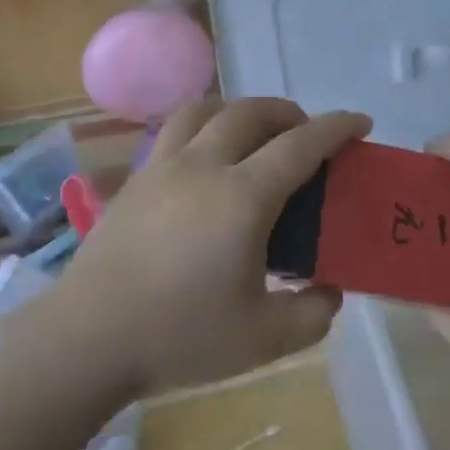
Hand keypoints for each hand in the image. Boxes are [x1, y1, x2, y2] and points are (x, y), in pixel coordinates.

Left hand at [54, 97, 371, 395]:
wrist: (89, 337)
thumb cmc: (180, 336)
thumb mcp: (264, 339)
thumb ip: (312, 314)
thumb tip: (329, 289)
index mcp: (242, 197)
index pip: (300, 145)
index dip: (336, 127)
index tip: (360, 121)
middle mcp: (202, 167)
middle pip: (251, 113)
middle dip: (288, 112)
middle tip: (306, 133)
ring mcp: (161, 168)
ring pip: (203, 110)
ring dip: (239, 110)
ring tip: (253, 133)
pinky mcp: (134, 181)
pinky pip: (173, 132)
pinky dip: (202, 127)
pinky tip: (205, 161)